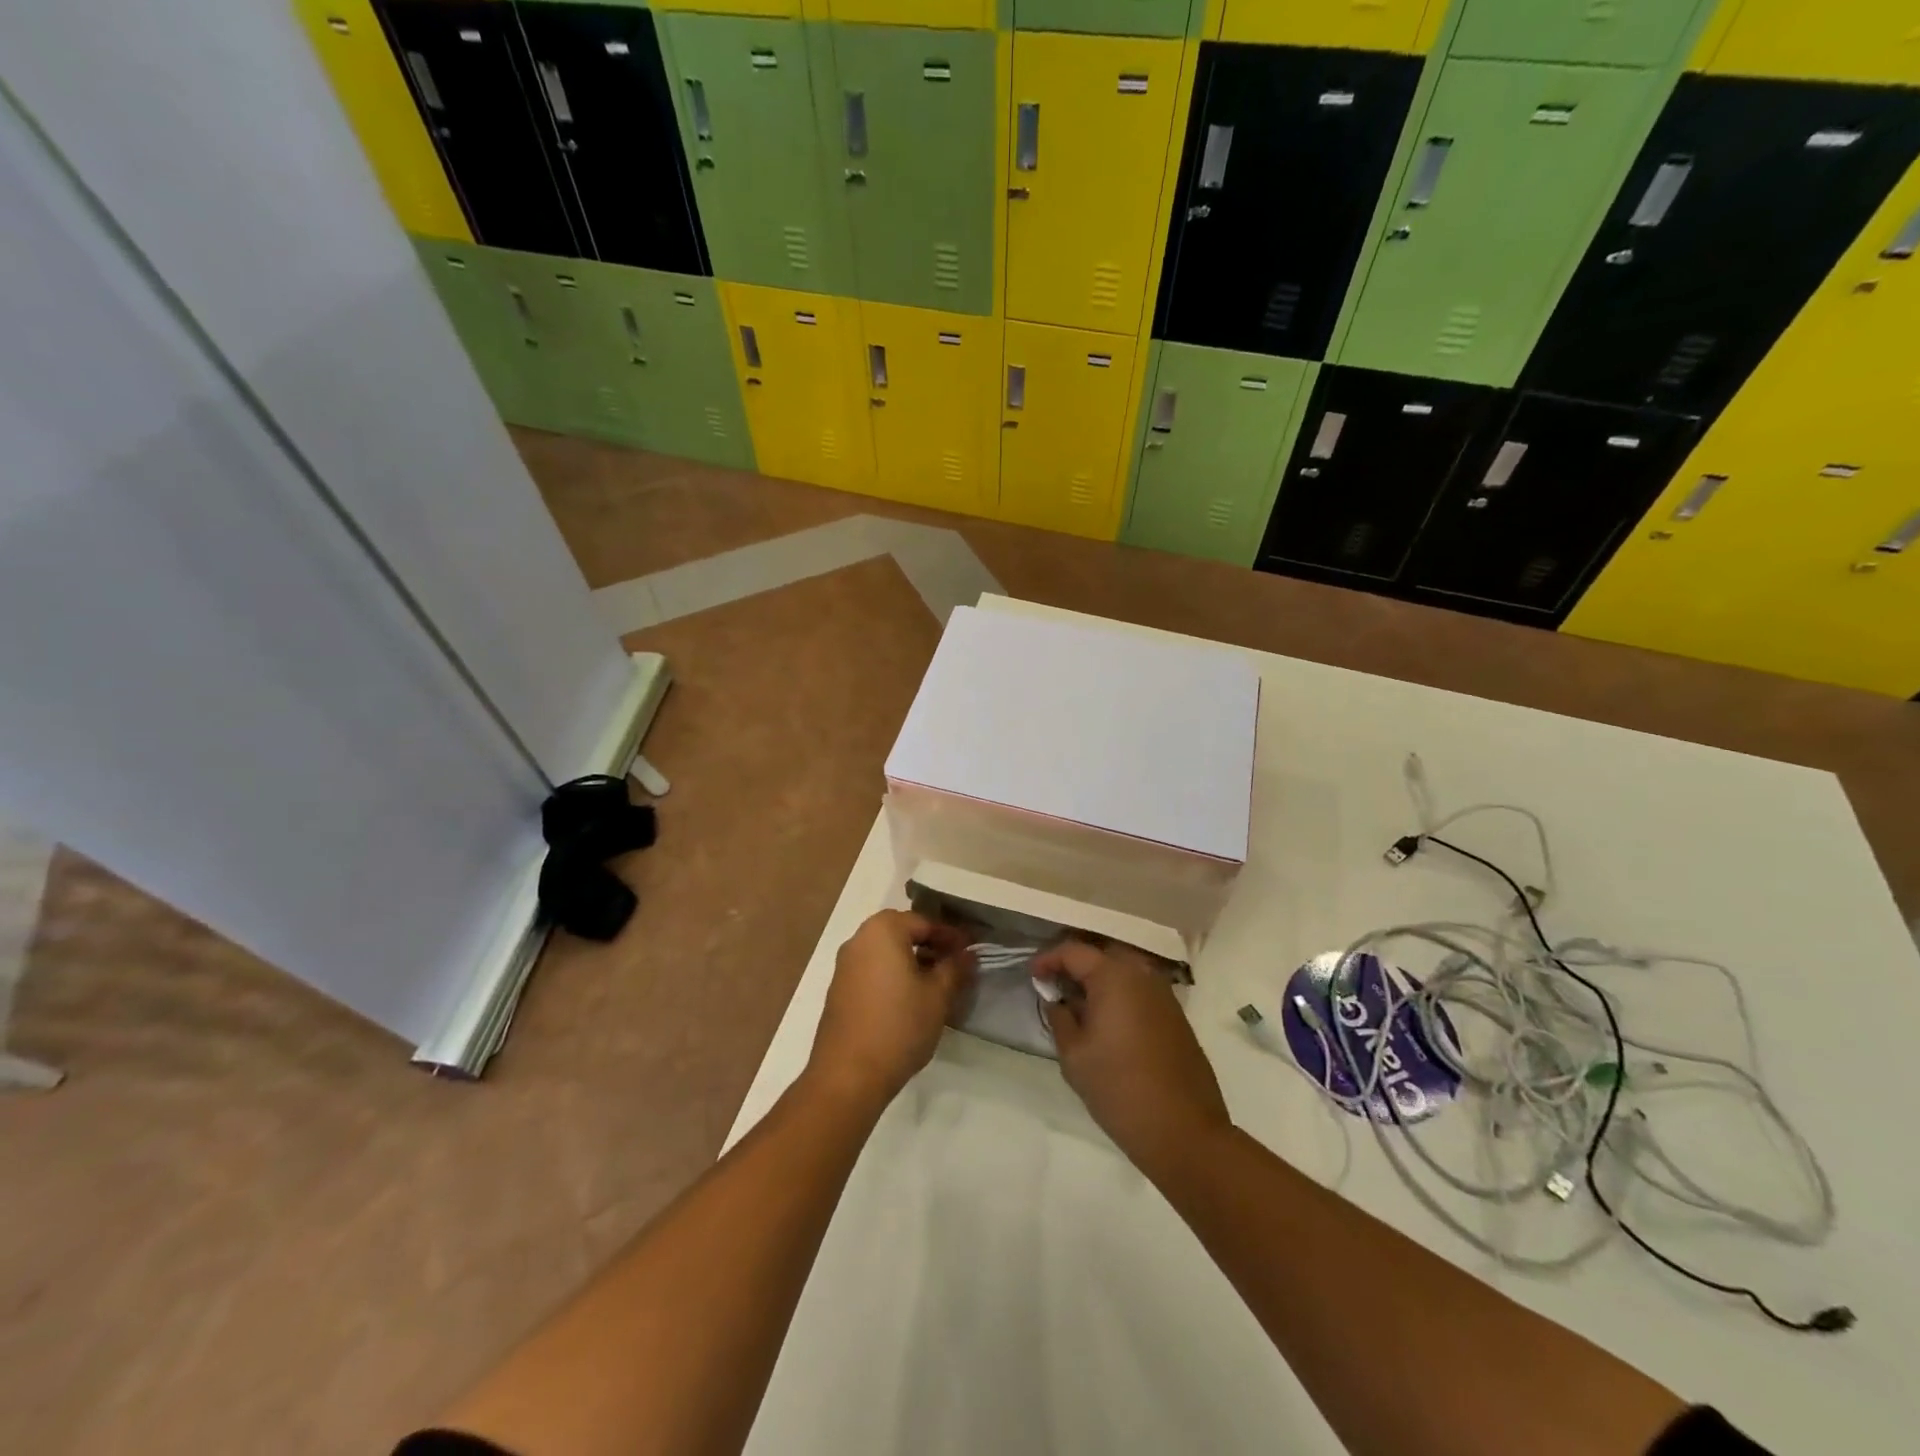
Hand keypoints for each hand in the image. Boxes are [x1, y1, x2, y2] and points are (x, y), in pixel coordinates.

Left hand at [807, 910, 972, 1109]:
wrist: (848, 1075)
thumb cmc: (899, 1026)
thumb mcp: (938, 996)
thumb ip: (955, 968)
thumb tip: (968, 953)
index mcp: (883, 930)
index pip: (924, 922)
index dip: (951, 936)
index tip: (971, 951)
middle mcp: (859, 939)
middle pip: (902, 932)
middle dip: (930, 945)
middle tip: (954, 965)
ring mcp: (844, 964)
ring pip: (886, 951)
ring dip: (911, 960)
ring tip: (936, 984)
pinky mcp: (839, 989)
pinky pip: (872, 969)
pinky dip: (893, 974)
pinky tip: (909, 999)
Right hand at [1032, 939, 1231, 1177]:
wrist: (1184, 1131)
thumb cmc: (1119, 1089)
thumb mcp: (1074, 1055)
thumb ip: (1059, 1018)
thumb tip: (1057, 1000)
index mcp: (1114, 976)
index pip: (1073, 951)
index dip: (1048, 959)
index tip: (1032, 975)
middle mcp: (1142, 974)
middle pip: (1101, 955)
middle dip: (1075, 965)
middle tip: (1054, 984)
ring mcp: (1164, 994)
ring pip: (1123, 972)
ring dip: (1099, 981)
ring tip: (1078, 1005)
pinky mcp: (1177, 1016)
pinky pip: (1140, 991)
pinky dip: (1119, 995)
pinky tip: (1107, 1021)